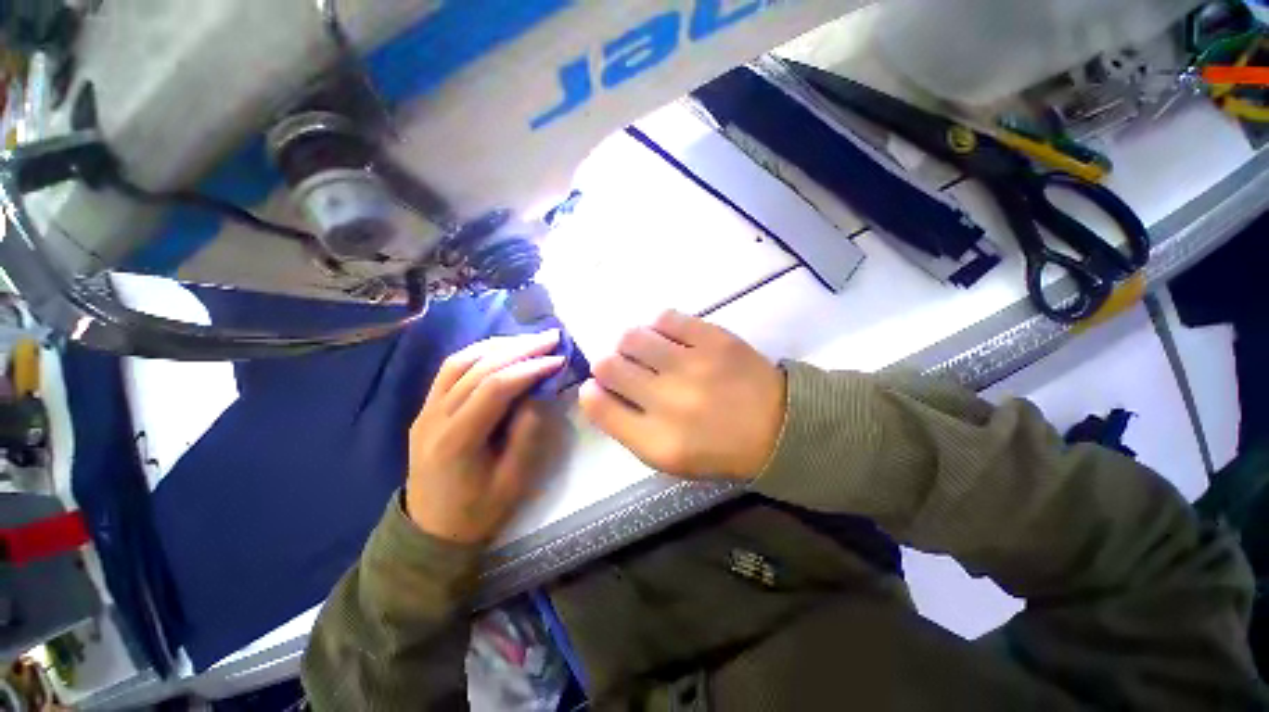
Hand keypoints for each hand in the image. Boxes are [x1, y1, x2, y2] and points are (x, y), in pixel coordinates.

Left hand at [406, 331, 566, 543]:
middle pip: (477, 367)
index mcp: (456, 440)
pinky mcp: (426, 408)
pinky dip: (479, 353)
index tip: (559, 359)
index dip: (529, 369)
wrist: (431, 531)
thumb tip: (539, 392)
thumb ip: (528, 433)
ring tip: (530, 340)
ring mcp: (425, 410)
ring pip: (460, 361)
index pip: (494, 388)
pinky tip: (501, 349)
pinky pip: (451, 369)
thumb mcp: (513, 480)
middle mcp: (433, 417)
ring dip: (498, 345)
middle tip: (551, 337)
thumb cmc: (477, 511)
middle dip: (519, 348)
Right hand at [579, 311, 785, 480]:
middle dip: (607, 365)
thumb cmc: (721, 449)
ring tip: (648, 352)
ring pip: (632, 337)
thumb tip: (598, 391)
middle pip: (608, 366)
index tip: (598, 387)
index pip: (598, 406)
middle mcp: (668, 402)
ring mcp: (692, 366)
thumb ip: (628, 428)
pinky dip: (661, 326)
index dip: (591, 392)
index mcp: (656, 442)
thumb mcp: (669, 458)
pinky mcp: (714, 339)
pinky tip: (671, 338)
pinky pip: (666, 318)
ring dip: (631, 344)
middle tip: (626, 368)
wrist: (780, 427)